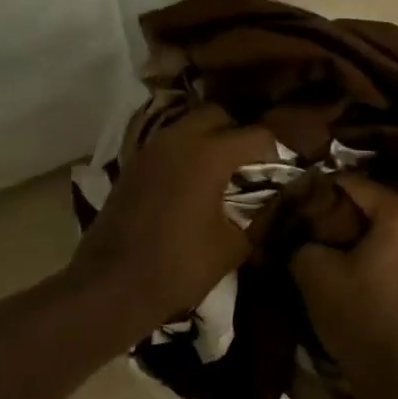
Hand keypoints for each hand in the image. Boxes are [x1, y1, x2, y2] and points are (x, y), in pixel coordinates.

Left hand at [71, 103, 276, 325]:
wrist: (111, 284)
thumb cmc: (178, 267)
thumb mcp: (232, 247)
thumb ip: (261, 216)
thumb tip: (279, 201)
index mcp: (209, 154)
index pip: (256, 135)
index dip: (277, 149)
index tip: (286, 167)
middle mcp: (179, 139)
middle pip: (218, 114)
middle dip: (239, 131)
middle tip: (253, 162)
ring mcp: (151, 148)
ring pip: (188, 124)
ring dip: (209, 138)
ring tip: (225, 169)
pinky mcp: (133, 163)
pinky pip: (167, 142)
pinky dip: (185, 150)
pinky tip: (194, 179)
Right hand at [291, 175, 397, 398]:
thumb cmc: (359, 316)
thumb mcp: (313, 272)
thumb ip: (303, 238)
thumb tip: (303, 232)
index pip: (354, 184)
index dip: (321, 190)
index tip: (296, 202)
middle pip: (376, 204)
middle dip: (342, 211)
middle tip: (311, 224)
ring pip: (391, 228)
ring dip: (361, 233)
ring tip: (329, 245)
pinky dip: (380, 251)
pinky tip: (355, 266)